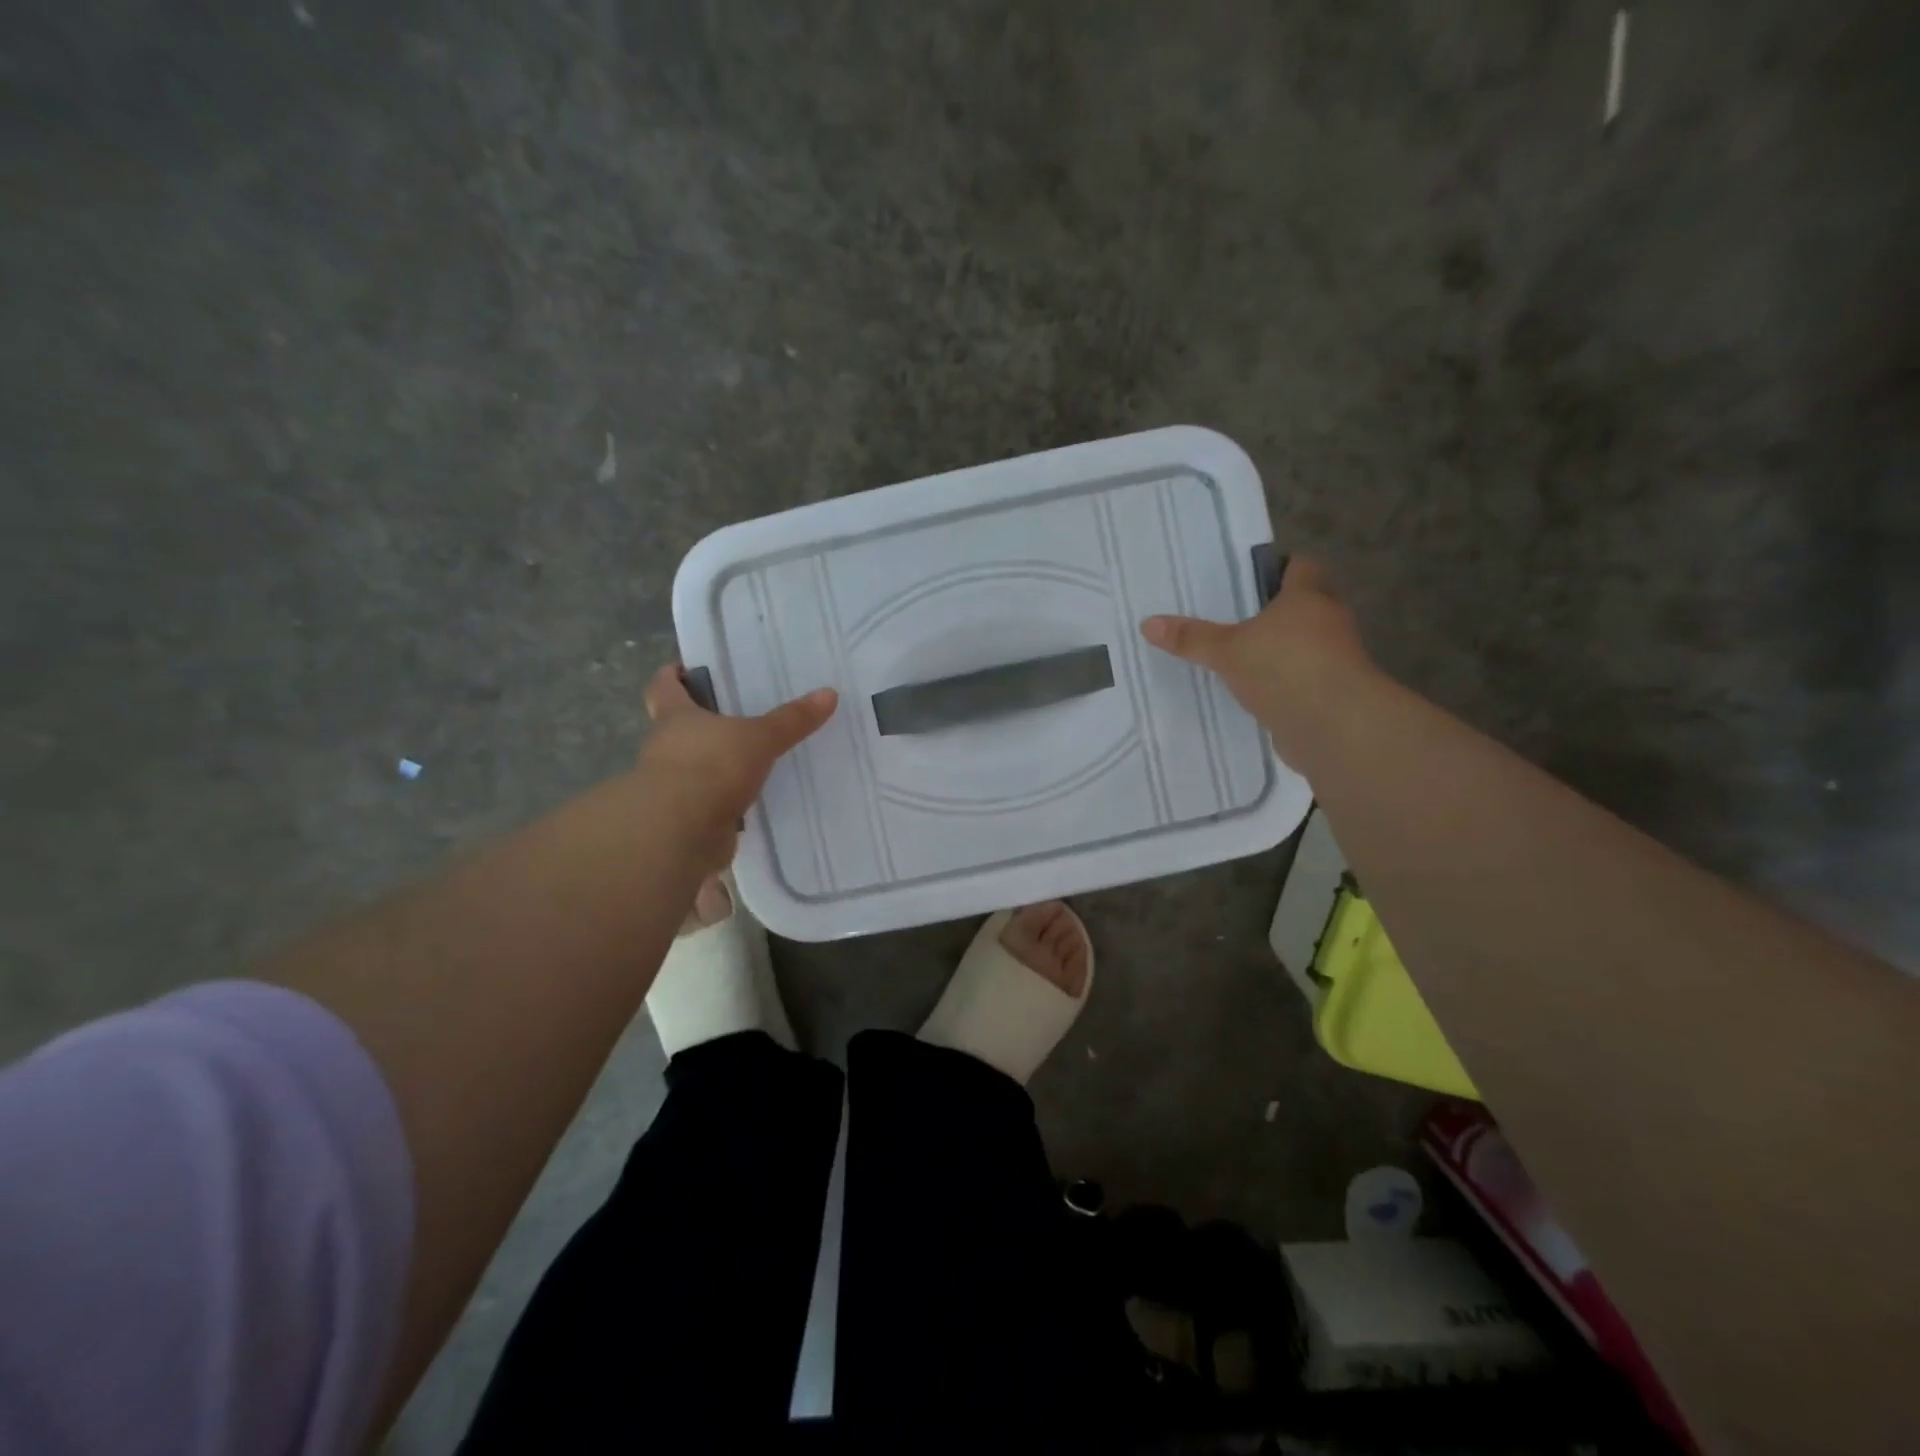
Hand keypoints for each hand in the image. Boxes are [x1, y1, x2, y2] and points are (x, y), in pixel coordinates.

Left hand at [638, 664, 837, 888]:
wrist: (679, 835)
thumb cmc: (711, 769)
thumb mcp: (759, 738)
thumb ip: (792, 720)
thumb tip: (829, 693)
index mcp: (675, 717)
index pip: (663, 685)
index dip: (673, 674)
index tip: (689, 667)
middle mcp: (665, 746)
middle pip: (679, 725)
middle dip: (704, 719)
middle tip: (740, 712)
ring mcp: (670, 784)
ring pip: (693, 763)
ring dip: (715, 760)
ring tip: (753, 756)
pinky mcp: (684, 816)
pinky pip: (706, 798)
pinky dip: (723, 796)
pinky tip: (750, 796)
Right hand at [1139, 557, 1374, 762]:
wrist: (1335, 727)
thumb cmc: (1285, 669)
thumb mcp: (1226, 651)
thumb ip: (1191, 638)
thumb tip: (1147, 623)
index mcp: (1308, 597)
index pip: (1301, 567)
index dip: (1279, 568)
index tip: (1249, 579)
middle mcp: (1328, 621)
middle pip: (1305, 605)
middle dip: (1275, 611)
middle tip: (1235, 617)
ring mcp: (1335, 659)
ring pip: (1304, 644)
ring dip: (1280, 649)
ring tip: (1239, 655)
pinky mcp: (1332, 693)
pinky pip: (1302, 678)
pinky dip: (1283, 681)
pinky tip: (1254, 691)